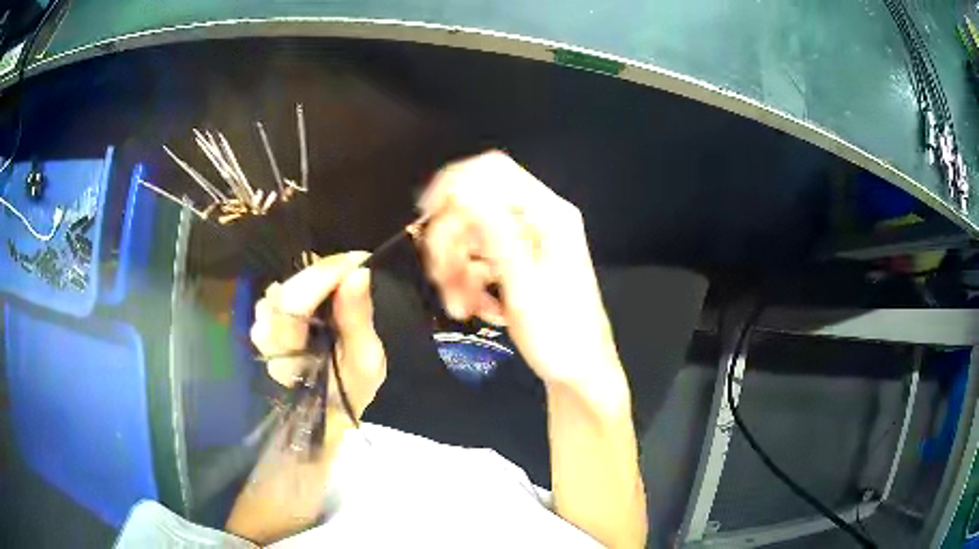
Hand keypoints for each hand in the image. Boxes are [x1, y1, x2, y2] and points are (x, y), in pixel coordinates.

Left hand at [250, 252, 385, 418]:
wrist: (323, 412)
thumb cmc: (347, 391)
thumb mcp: (366, 361)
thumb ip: (357, 318)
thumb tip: (358, 272)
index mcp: (288, 353)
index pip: (296, 301)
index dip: (326, 274)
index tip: (359, 260)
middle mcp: (265, 335)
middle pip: (289, 288)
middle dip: (324, 272)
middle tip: (356, 266)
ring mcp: (261, 326)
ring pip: (285, 286)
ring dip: (314, 279)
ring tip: (341, 283)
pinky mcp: (264, 320)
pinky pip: (283, 290)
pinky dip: (306, 285)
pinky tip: (323, 293)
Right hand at [418, 151, 622, 393]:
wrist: (579, 373)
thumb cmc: (560, 335)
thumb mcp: (525, 288)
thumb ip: (495, 235)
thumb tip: (462, 188)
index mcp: (549, 215)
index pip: (495, 172)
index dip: (455, 184)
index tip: (426, 216)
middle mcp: (538, 220)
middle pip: (476, 206)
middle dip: (451, 243)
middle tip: (441, 280)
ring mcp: (528, 243)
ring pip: (472, 237)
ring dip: (457, 270)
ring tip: (460, 308)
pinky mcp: (518, 264)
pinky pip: (480, 260)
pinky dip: (470, 284)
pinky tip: (479, 311)